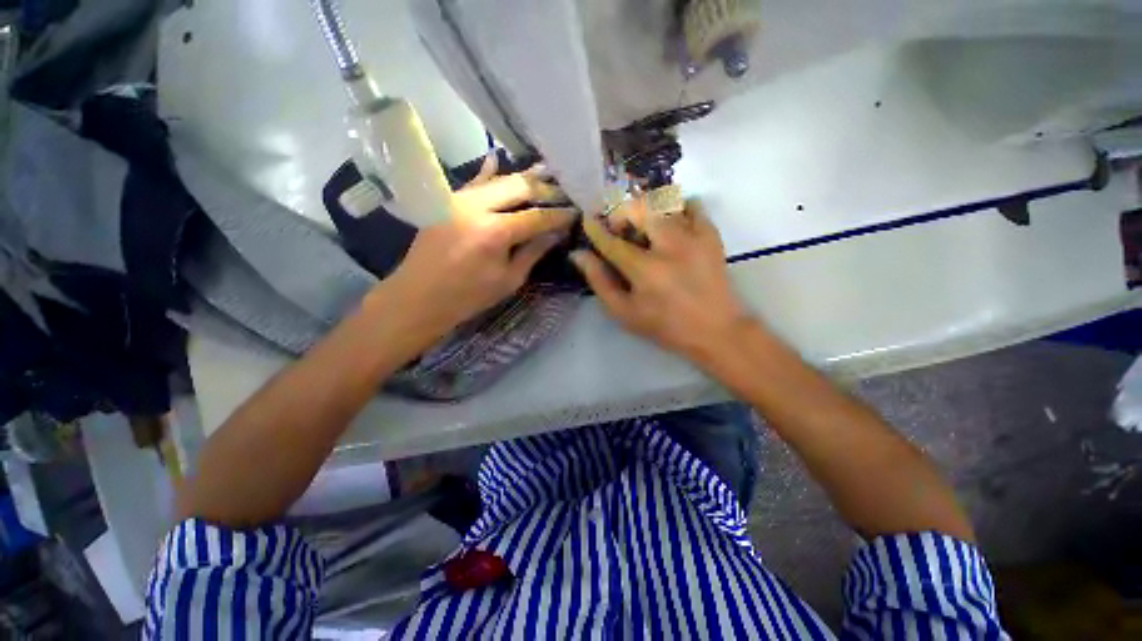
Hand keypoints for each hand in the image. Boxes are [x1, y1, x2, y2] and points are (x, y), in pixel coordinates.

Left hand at [370, 162, 575, 341]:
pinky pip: (473, 182)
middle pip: (518, 187)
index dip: (558, 215)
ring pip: (497, 180)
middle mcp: (476, 207)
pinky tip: (498, 160)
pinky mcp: (446, 201)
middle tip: (563, 192)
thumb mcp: (508, 280)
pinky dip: (488, 173)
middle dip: (544, 189)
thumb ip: (533, 251)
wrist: (419, 297)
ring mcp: (458, 199)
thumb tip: (556, 233)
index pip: (536, 216)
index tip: (575, 211)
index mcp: (494, 232)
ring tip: (545, 173)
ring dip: (522, 179)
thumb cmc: (468, 297)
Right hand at [570, 200, 752, 360]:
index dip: (595, 229)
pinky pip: (693, 205)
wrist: (715, 329)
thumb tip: (579, 255)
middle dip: (622, 213)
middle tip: (620, 227)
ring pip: (664, 203)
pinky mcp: (712, 236)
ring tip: (645, 227)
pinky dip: (678, 208)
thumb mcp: (624, 313)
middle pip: (638, 210)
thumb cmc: (664, 325)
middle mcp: (668, 246)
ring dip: (647, 210)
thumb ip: (600, 282)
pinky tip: (673, 223)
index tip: (587, 221)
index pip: (611, 241)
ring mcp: (693, 237)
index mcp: (644, 269)